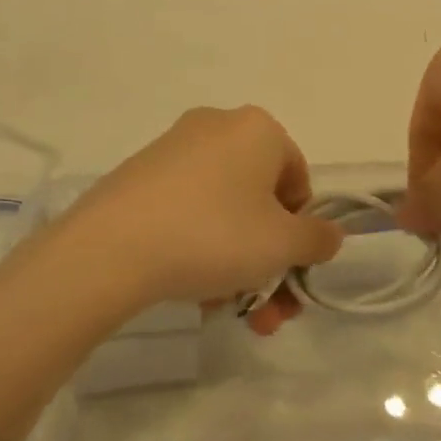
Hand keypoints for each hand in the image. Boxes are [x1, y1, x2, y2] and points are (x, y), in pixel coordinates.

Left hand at [59, 107, 343, 311]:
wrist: (112, 247)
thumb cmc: (215, 234)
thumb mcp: (282, 244)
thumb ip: (318, 239)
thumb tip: (327, 234)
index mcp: (257, 128)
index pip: (298, 179)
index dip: (302, 229)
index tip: (291, 269)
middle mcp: (217, 127)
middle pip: (260, 201)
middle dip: (270, 261)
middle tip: (270, 311)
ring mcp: (173, 150)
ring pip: (224, 213)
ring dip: (238, 265)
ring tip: (231, 313)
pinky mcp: (140, 176)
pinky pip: (188, 213)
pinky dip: (201, 249)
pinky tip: (196, 293)